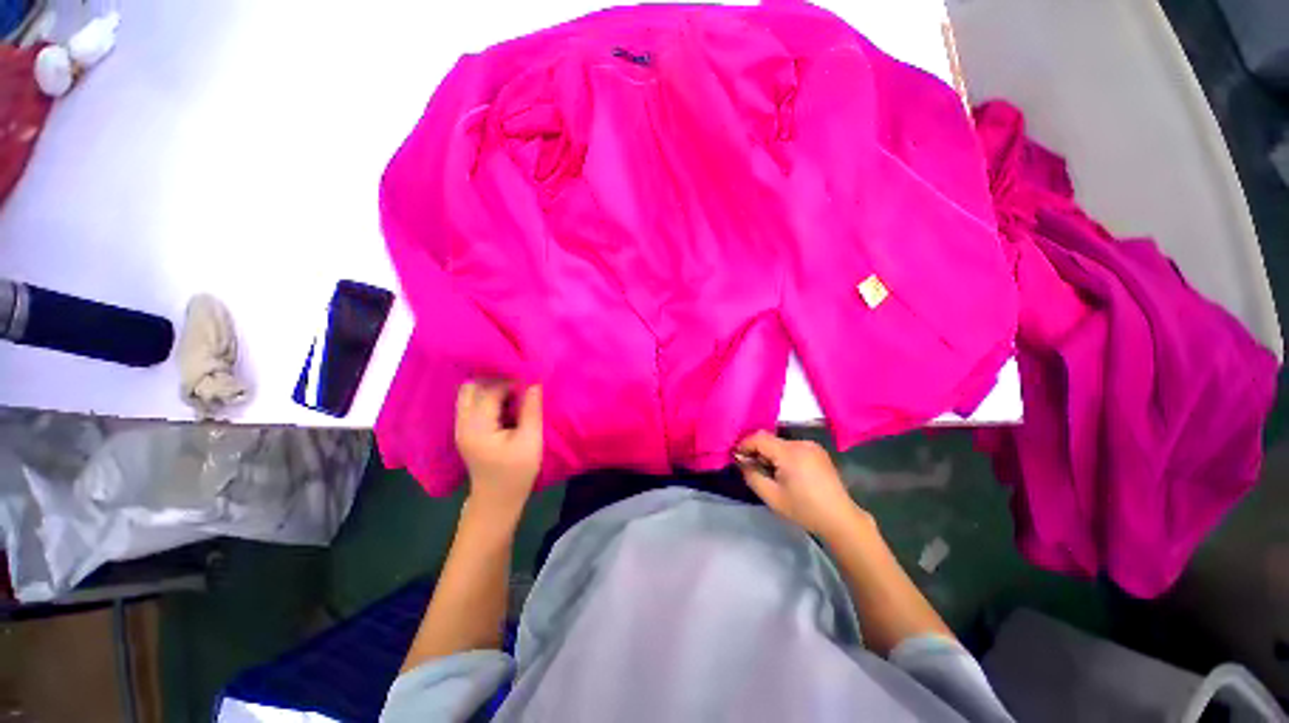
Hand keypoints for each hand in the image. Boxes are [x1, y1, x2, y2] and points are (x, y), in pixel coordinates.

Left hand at [455, 381, 542, 525]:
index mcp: (477, 425)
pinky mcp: (466, 430)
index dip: (512, 380)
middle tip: (520, 384)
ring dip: (492, 387)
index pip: (490, 390)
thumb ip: (531, 409)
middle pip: (472, 386)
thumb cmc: (516, 472)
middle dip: (496, 379)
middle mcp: (463, 422)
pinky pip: (473, 403)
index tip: (532, 379)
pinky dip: (489, 397)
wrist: (496, 501)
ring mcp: (461, 427)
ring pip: (470, 393)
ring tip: (516, 393)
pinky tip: (508, 404)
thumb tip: (535, 382)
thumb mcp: (530, 440)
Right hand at [736, 431, 867, 536]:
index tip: (737, 457)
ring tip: (769, 472)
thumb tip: (740, 460)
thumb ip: (751, 475)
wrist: (839, 519)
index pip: (759, 438)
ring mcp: (811, 445)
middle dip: (757, 450)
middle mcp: (801, 443)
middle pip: (770, 439)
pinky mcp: (818, 451)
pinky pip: (792, 446)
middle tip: (751, 467)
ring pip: (780, 443)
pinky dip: (783, 454)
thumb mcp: (771, 496)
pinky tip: (785, 472)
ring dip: (770, 453)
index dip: (744, 445)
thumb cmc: (803, 509)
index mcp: (790, 453)